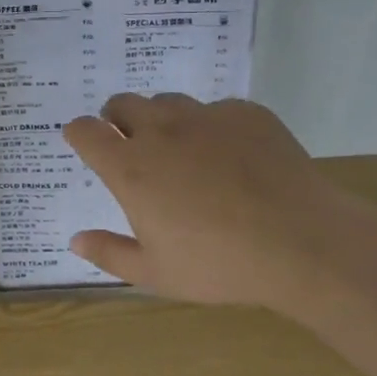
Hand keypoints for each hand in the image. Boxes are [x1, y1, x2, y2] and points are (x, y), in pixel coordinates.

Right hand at [62, 93, 346, 304]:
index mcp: (131, 168)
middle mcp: (161, 131)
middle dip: (117, 118)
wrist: (302, 241)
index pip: (86, 131)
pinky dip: (213, 127)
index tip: (85, 142)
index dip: (79, 133)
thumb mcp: (157, 274)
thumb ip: (109, 253)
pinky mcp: (246, 112)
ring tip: (182, 150)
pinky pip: (217, 110)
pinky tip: (234, 158)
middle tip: (132, 145)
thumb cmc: (220, 265)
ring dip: (163, 119)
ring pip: (168, 101)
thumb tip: (75, 239)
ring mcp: (206, 116)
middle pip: (123, 103)